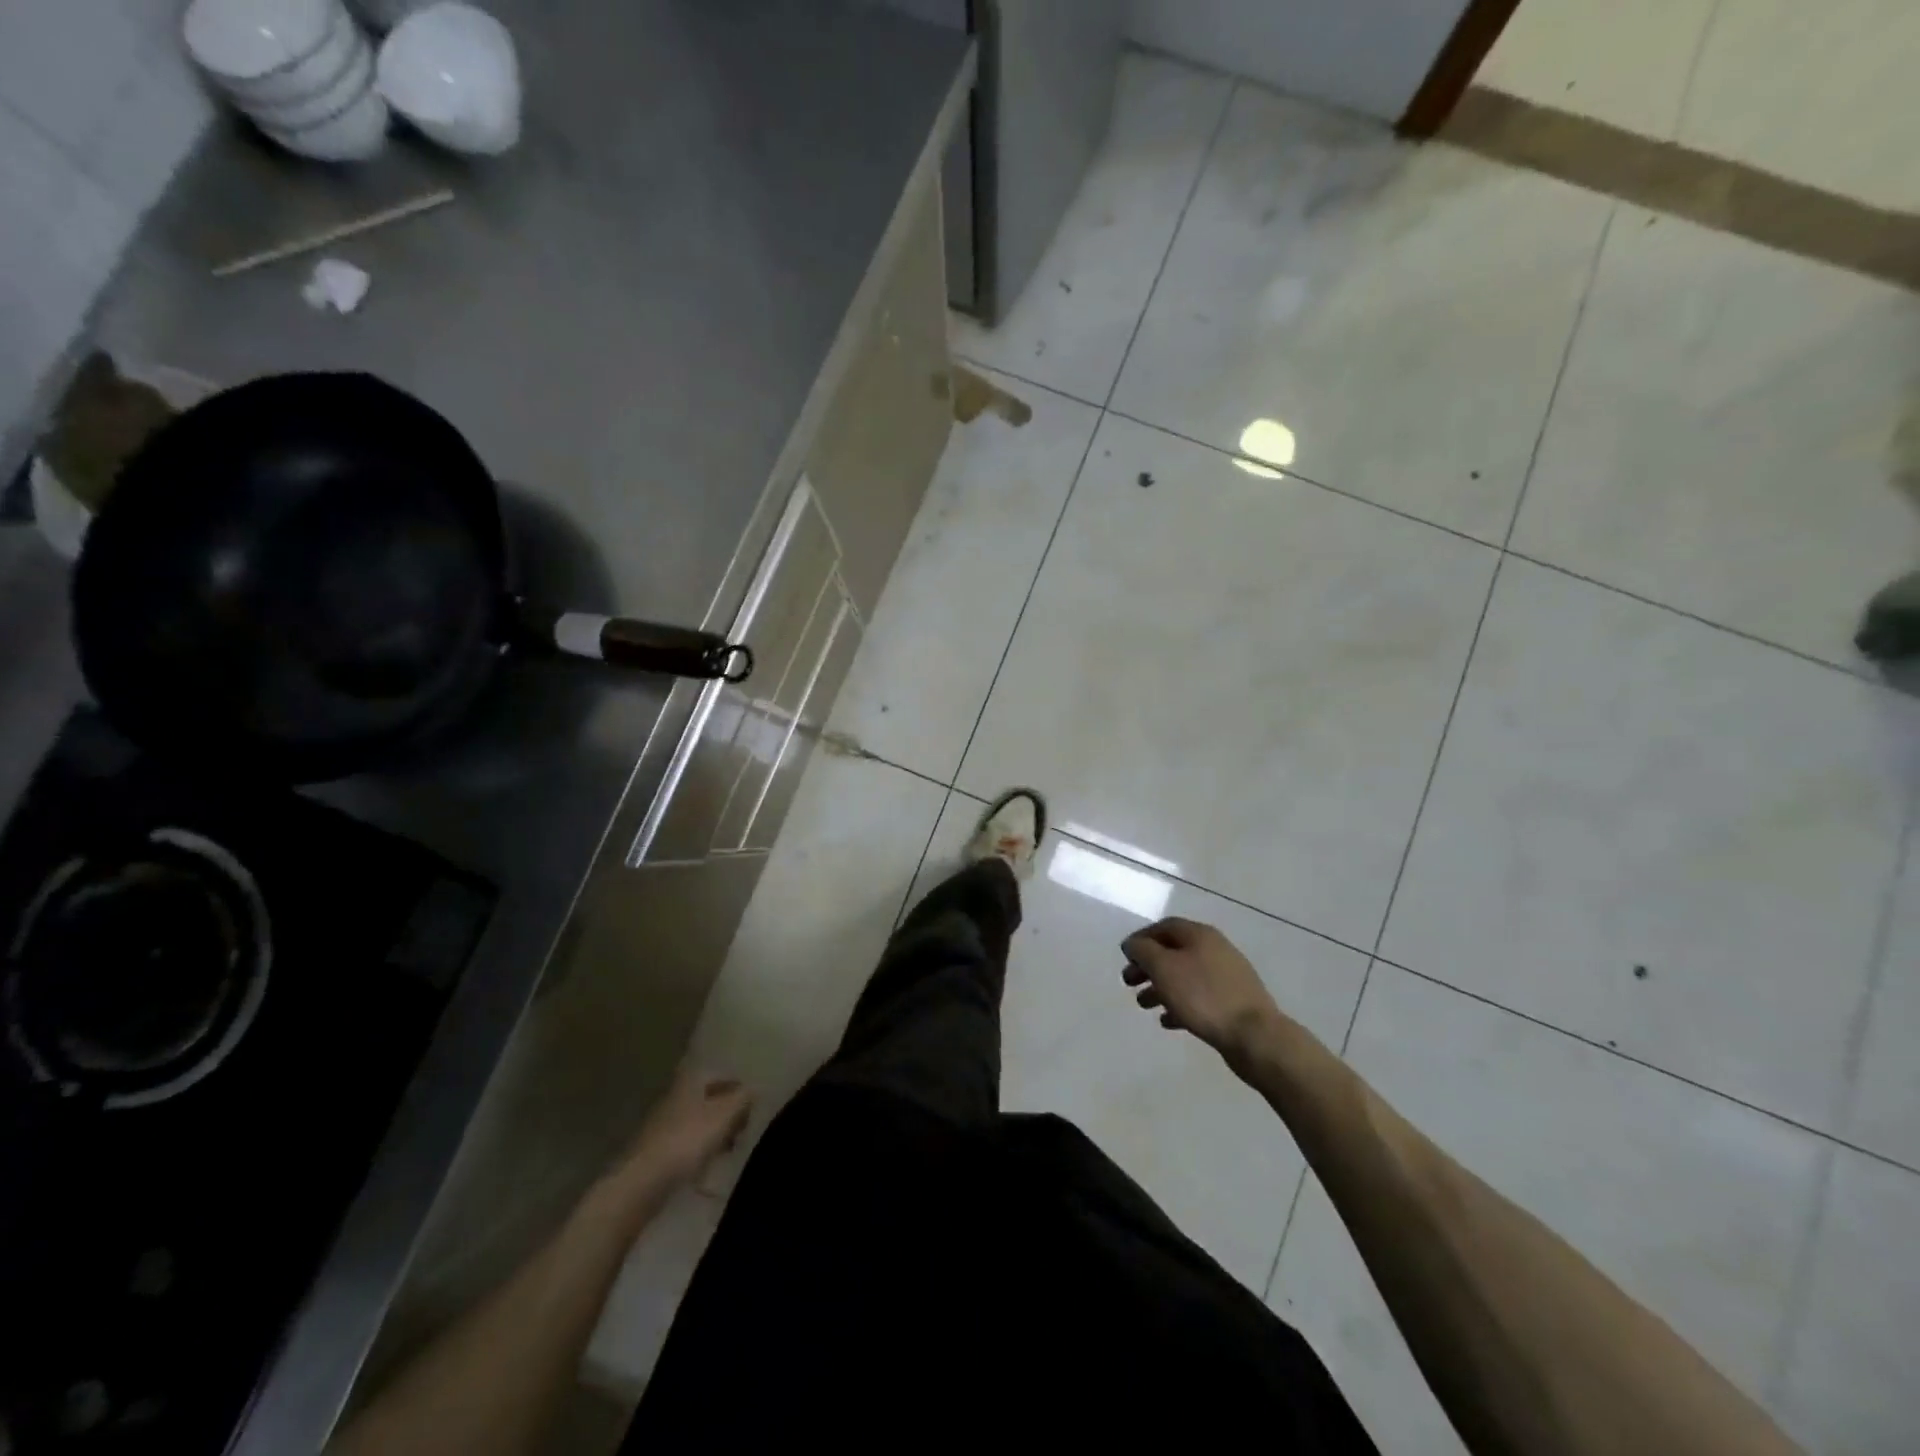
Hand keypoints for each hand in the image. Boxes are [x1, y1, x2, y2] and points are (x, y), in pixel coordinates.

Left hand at [622, 1067, 753, 1188]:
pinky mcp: (656, 1151)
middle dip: (728, 1111)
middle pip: (708, 1098)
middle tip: (744, 1128)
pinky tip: (709, 1165)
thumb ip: (743, 1097)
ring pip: (697, 1121)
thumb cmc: (688, 1140)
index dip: (737, 1087)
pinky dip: (700, 1150)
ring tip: (730, 1149)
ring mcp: (662, 1124)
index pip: (719, 1075)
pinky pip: (686, 1143)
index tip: (752, 1104)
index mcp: (690, 1081)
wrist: (642, 1182)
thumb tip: (755, 1088)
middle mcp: (675, 1096)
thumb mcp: (725, 1114)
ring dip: (715, 1132)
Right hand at [1122, 917, 1283, 1063]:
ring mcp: (1227, 976)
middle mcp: (1215, 949)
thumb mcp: (1163, 968)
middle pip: (1173, 951)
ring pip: (1185, 976)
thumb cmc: (1203, 995)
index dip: (1141, 939)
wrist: (1254, 1036)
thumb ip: (1143, 951)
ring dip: (1161, 987)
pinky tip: (1168, 1021)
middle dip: (1148, 966)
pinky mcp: (1233, 1003)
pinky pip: (1199, 997)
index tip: (1125, 957)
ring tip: (1144, 1005)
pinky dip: (1180, 1004)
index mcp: (1200, 935)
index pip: (1164, 927)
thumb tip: (1133, 944)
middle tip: (1129, 983)